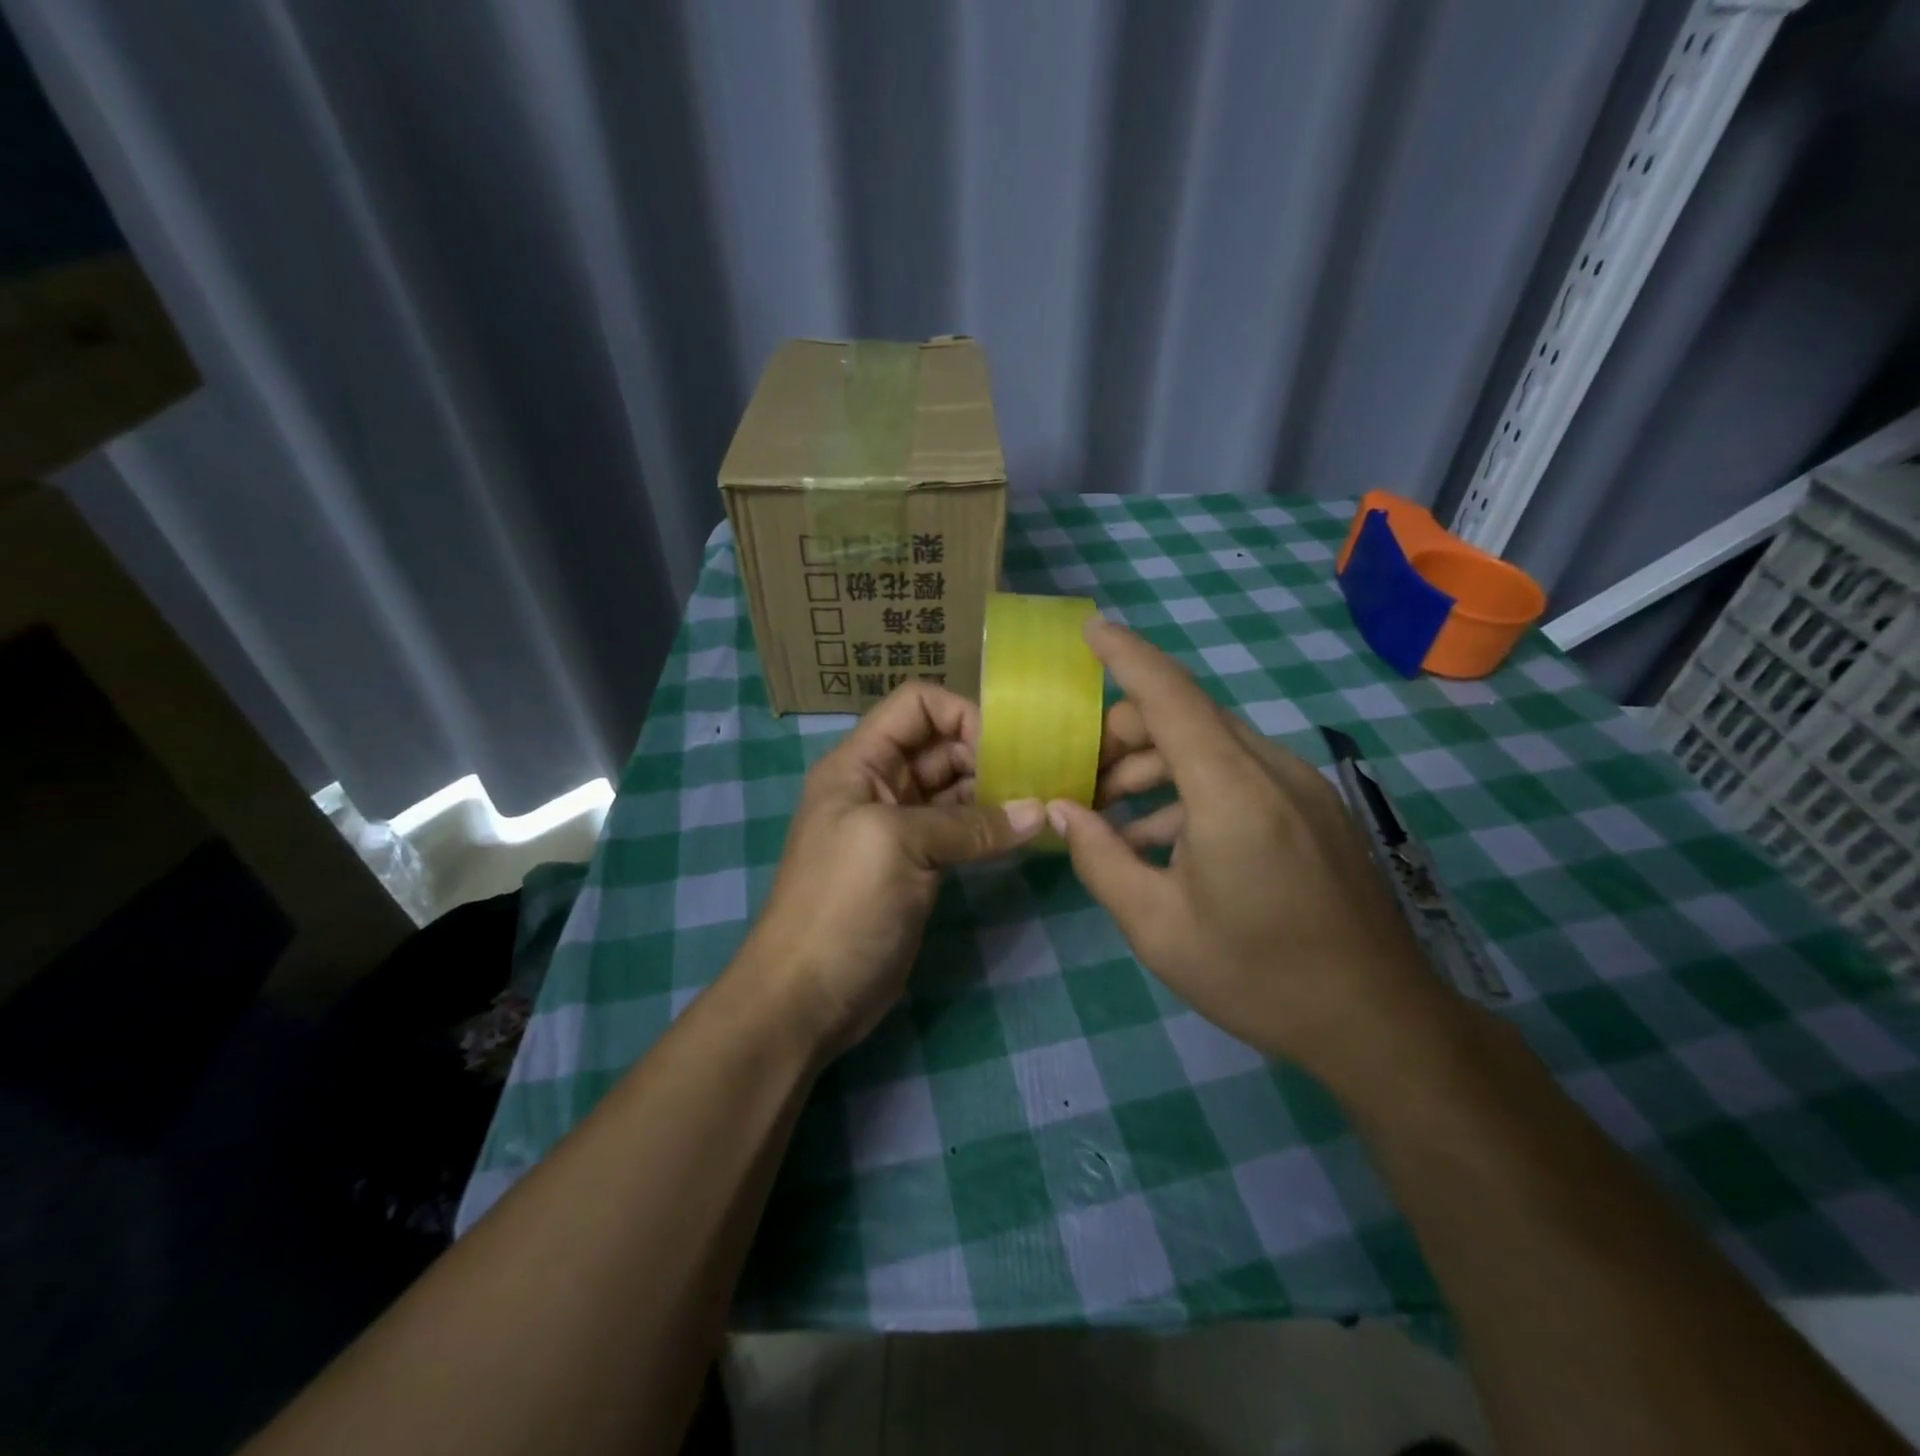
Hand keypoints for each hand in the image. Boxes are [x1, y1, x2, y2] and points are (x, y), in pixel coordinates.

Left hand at [740, 681, 1043, 1055]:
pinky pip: (959, 829)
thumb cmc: (842, 904)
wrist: (807, 996)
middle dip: (988, 752)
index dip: (961, 713)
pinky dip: (990, 827)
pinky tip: (1024, 833)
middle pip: (940, 745)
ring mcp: (900, 827)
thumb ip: (970, 824)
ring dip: (995, 790)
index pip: (916, 705)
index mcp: (860, 762)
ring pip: (954, 788)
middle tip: (1040, 776)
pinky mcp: (918, 864)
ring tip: (1042, 802)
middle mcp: (879, 784)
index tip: (1006, 747)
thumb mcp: (899, 846)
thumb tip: (1039, 811)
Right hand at [1048, 621, 1446, 1082]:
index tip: (1091, 628)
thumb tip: (1062, 811)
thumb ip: (1100, 859)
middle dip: (1127, 732)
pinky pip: (1242, 775)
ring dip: (1158, 765)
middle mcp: (1272, 771)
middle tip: (1083, 776)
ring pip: (1214, 745)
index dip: (1127, 655)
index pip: (1172, 695)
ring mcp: (1303, 787)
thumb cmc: (1258, 976)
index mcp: (1231, 791)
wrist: (1380, 1024)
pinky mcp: (1317, 810)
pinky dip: (1194, 788)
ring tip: (1112, 816)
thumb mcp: (1157, 927)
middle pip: (1189, 716)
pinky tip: (1165, 838)